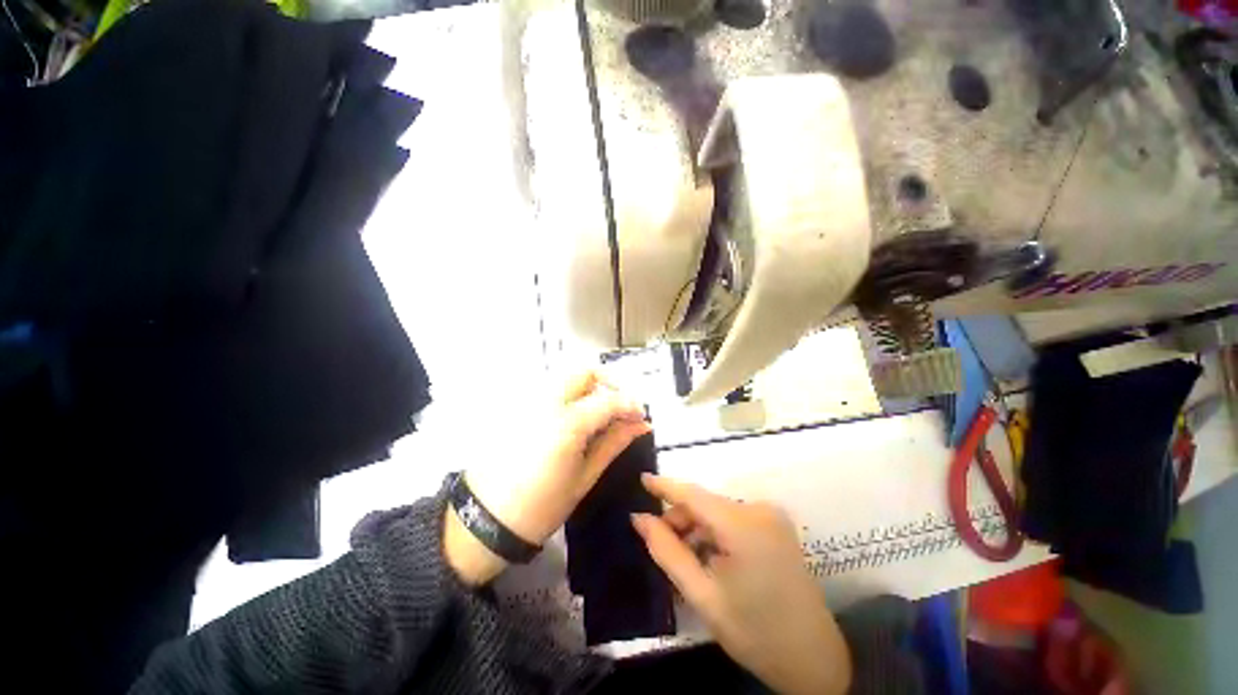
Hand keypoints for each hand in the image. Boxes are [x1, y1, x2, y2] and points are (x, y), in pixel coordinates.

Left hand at [444, 371, 649, 584]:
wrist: (485, 519)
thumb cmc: (541, 506)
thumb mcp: (585, 477)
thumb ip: (614, 443)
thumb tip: (641, 424)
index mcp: (567, 424)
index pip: (609, 399)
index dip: (631, 403)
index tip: (641, 416)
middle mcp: (548, 402)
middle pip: (586, 372)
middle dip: (609, 382)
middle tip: (621, 405)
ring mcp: (531, 402)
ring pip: (568, 378)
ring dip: (591, 387)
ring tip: (603, 412)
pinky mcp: (520, 407)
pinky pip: (554, 389)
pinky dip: (573, 395)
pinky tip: (579, 417)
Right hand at [631, 475, 850, 694]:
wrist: (814, 660)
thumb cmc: (754, 632)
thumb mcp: (702, 595)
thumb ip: (667, 551)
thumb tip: (639, 518)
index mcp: (743, 526)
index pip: (693, 494)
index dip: (665, 485)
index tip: (641, 478)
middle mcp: (759, 510)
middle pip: (706, 503)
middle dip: (680, 518)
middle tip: (661, 544)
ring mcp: (771, 516)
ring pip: (718, 511)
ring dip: (697, 527)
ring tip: (686, 558)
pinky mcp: (776, 525)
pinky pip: (733, 519)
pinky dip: (715, 532)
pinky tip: (709, 557)